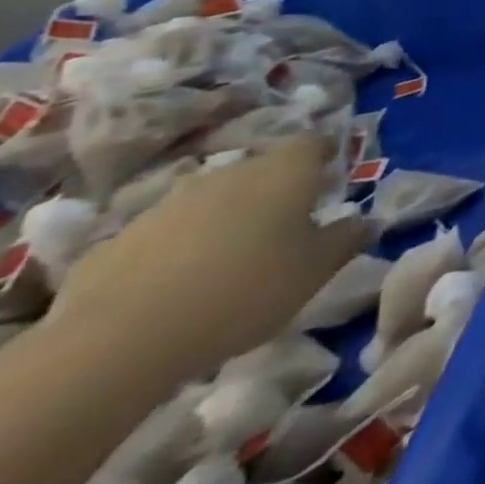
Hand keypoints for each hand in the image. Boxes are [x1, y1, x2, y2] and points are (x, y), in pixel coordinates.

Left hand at [52, 134, 372, 381]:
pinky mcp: (117, 241)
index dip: (325, 153)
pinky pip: (164, 234)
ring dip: (225, 218)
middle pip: (259, 169)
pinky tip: (177, 285)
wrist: (119, 341)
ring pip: (210, 200)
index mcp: (284, 172)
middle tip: (286, 221)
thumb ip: (347, 238)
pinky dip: (178, 248)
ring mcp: (167, 205)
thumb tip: (367, 220)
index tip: (331, 171)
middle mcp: (229, 174)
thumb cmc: (245, 290)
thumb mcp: (316, 269)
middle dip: (274, 188)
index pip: (312, 143)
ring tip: (231, 257)